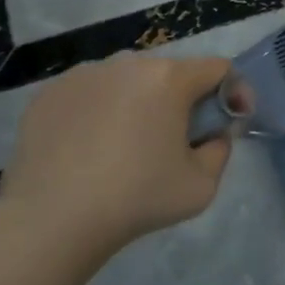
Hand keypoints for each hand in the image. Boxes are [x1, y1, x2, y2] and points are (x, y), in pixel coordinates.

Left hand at [0, 54, 236, 262]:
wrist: (50, 221)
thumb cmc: (136, 199)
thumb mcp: (202, 185)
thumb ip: (221, 150)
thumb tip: (213, 134)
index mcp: (170, 78)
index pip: (218, 68)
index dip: (233, 92)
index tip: (228, 123)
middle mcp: (129, 63)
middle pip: (171, 74)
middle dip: (183, 100)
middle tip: (176, 140)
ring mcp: (85, 75)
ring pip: (128, 82)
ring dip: (140, 103)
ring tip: (127, 146)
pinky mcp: (50, 93)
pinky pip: (90, 94)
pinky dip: (99, 112)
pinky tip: (89, 149)